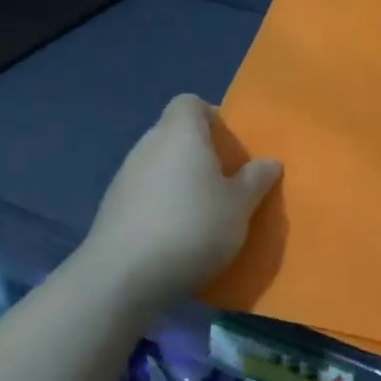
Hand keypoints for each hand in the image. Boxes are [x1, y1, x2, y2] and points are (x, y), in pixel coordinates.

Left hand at [79, 95, 282, 315]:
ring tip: (202, 212)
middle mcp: (148, 145)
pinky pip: (144, 193)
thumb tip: (270, 162)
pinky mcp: (110, 209)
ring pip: (159, 165)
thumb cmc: (192, 227)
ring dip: (179, 180)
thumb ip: (256, 180)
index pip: (190, 103)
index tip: (229, 145)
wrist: (122, 277)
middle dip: (199, 152)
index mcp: (181, 133)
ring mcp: (124, 177)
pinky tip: (175, 235)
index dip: (211, 117)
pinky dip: (160, 204)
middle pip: (175, 134)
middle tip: (224, 181)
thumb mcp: (240, 206)